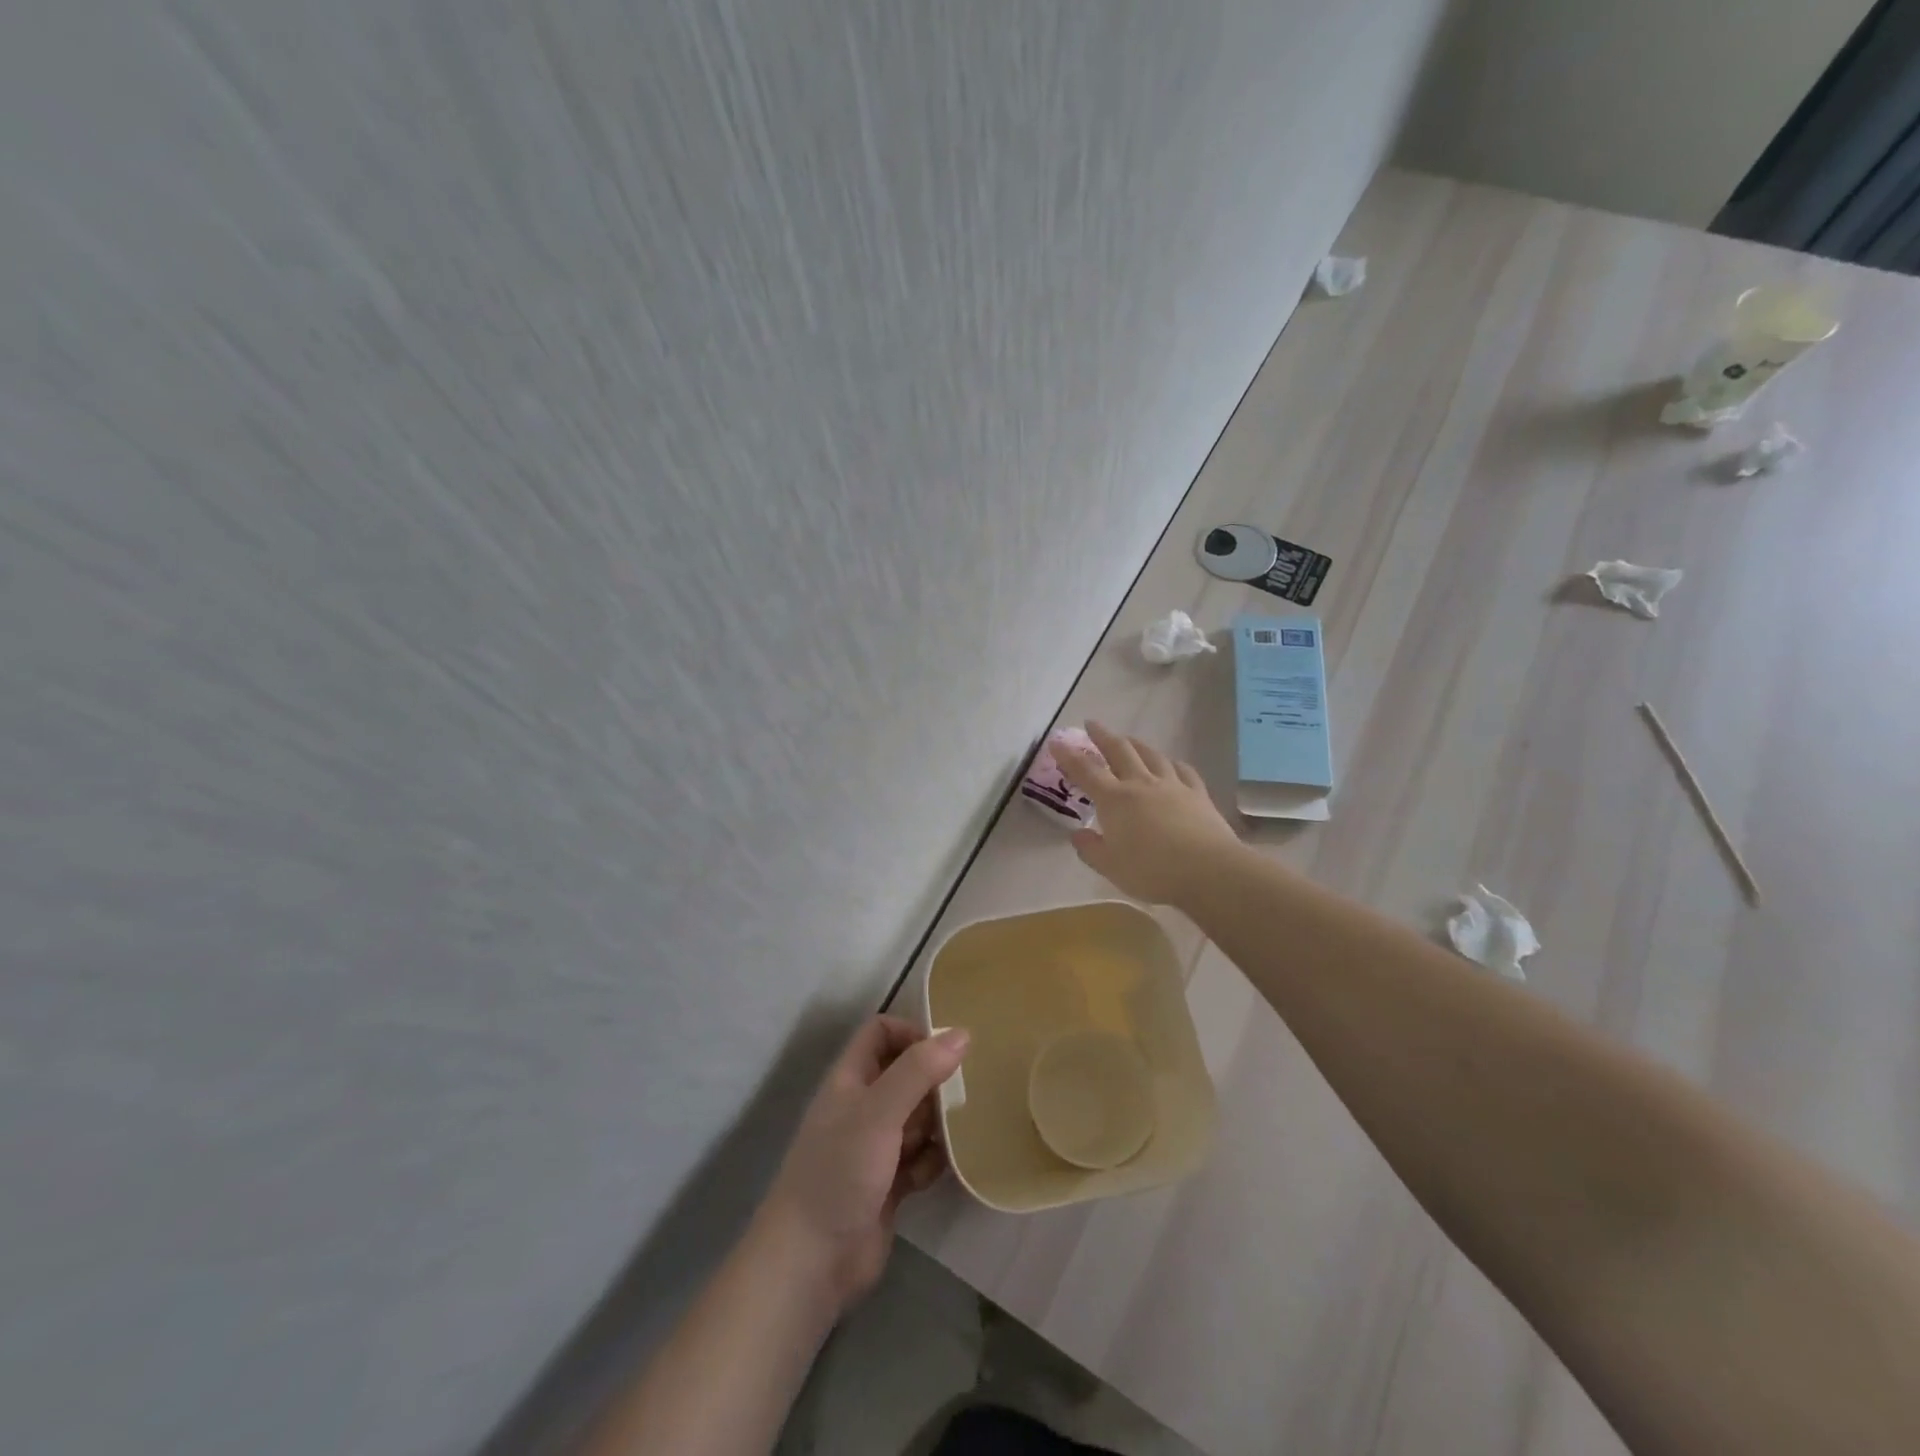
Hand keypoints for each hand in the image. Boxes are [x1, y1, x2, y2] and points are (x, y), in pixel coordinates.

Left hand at [756, 1016, 969, 1313]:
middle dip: (934, 1081)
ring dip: (939, 1123)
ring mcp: (875, 1147)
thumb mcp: (879, 1111)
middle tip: (963, 1095)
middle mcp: (862, 1107)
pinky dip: (933, 1161)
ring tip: (960, 1131)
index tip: (946, 1051)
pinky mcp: (889, 1184)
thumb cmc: (840, 1171)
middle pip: (906, 1074)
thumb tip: (961, 1034)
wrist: (812, 1262)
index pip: (881, 1033)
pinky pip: (920, 1158)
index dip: (911, 1033)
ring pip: (917, 1117)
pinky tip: (943, 1170)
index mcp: (851, 1079)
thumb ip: (918, 1071)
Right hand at [1052, 722, 1239, 903]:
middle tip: (1092, 724)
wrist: (1208, 870)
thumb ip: (1090, 849)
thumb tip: (1077, 834)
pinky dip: (1171, 763)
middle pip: (1119, 751)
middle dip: (1103, 736)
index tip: (1056, 741)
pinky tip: (1171, 763)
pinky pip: (1183, 770)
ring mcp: (1172, 786)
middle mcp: (1141, 784)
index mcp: (1114, 800)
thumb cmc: (1152, 871)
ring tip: (1128, 739)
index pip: (1086, 771)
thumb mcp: (1110, 867)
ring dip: (1136, 743)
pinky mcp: (1198, 794)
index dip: (1068, 756)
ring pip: (1151, 755)